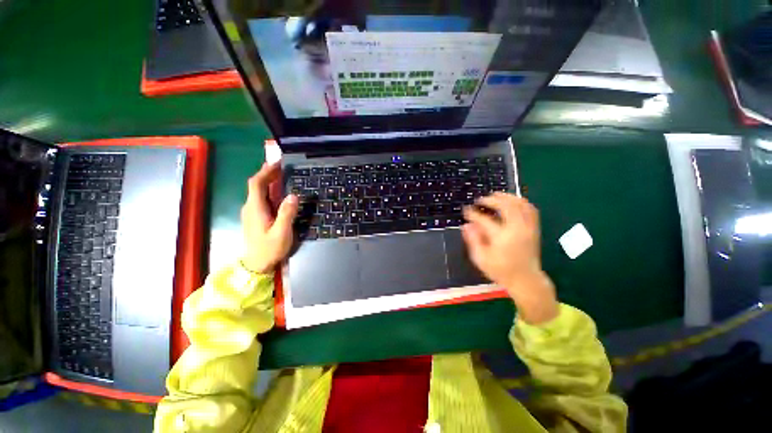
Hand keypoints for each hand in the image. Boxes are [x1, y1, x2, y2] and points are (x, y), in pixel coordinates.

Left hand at [241, 162, 298, 273]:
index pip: (256, 184)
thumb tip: (293, 195)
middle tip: (282, 166)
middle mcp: (250, 207)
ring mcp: (251, 212)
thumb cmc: (269, 249)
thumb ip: (287, 214)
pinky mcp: (255, 217)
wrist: (257, 265)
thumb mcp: (282, 233)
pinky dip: (268, 190)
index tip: (277, 163)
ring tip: (281, 175)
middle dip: (267, 173)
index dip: (266, 171)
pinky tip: (277, 192)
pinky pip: (260, 198)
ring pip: (257, 191)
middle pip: (256, 185)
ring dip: (268, 181)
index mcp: (256, 209)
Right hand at [462, 193, 557, 323]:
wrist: (526, 280)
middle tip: (480, 200)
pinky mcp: (534, 229)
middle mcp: (517, 229)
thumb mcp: (481, 258)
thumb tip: (466, 225)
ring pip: (520, 204)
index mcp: (502, 238)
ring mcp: (528, 228)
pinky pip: (530, 209)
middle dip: (491, 199)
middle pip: (506, 206)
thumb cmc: (500, 270)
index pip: (484, 220)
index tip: (466, 210)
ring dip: (506, 197)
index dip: (473, 213)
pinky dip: (520, 202)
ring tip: (495, 196)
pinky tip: (511, 202)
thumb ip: (473, 240)